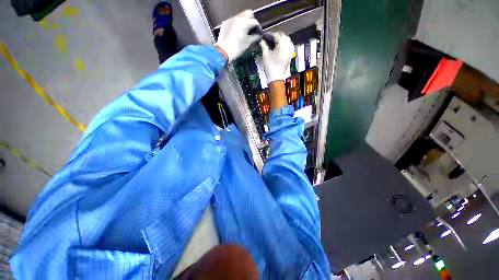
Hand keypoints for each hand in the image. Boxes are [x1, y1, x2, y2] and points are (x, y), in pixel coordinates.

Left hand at [215, 10, 259, 61]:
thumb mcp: (248, 43)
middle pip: (248, 14)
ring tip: (244, 31)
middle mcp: (238, 18)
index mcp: (245, 22)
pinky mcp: (225, 23)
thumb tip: (259, 35)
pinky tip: (236, 32)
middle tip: (252, 29)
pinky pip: (233, 20)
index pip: (255, 21)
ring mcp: (231, 19)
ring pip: (240, 16)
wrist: (223, 51)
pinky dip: (237, 24)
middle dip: (251, 20)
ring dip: (244, 21)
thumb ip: (254, 37)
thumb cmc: (237, 48)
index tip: (258, 32)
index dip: (258, 27)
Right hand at [260, 32, 293, 82]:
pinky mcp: (290, 56)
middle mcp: (288, 46)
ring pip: (287, 40)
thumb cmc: (270, 66)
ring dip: (281, 39)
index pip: (276, 35)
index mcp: (282, 44)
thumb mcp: (265, 55)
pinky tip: (280, 47)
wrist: (276, 77)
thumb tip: (262, 41)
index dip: (270, 34)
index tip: (265, 36)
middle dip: (276, 36)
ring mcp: (290, 51)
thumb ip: (264, 45)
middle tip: (269, 38)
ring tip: (274, 42)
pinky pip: (289, 46)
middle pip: (283, 36)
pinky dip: (285, 44)